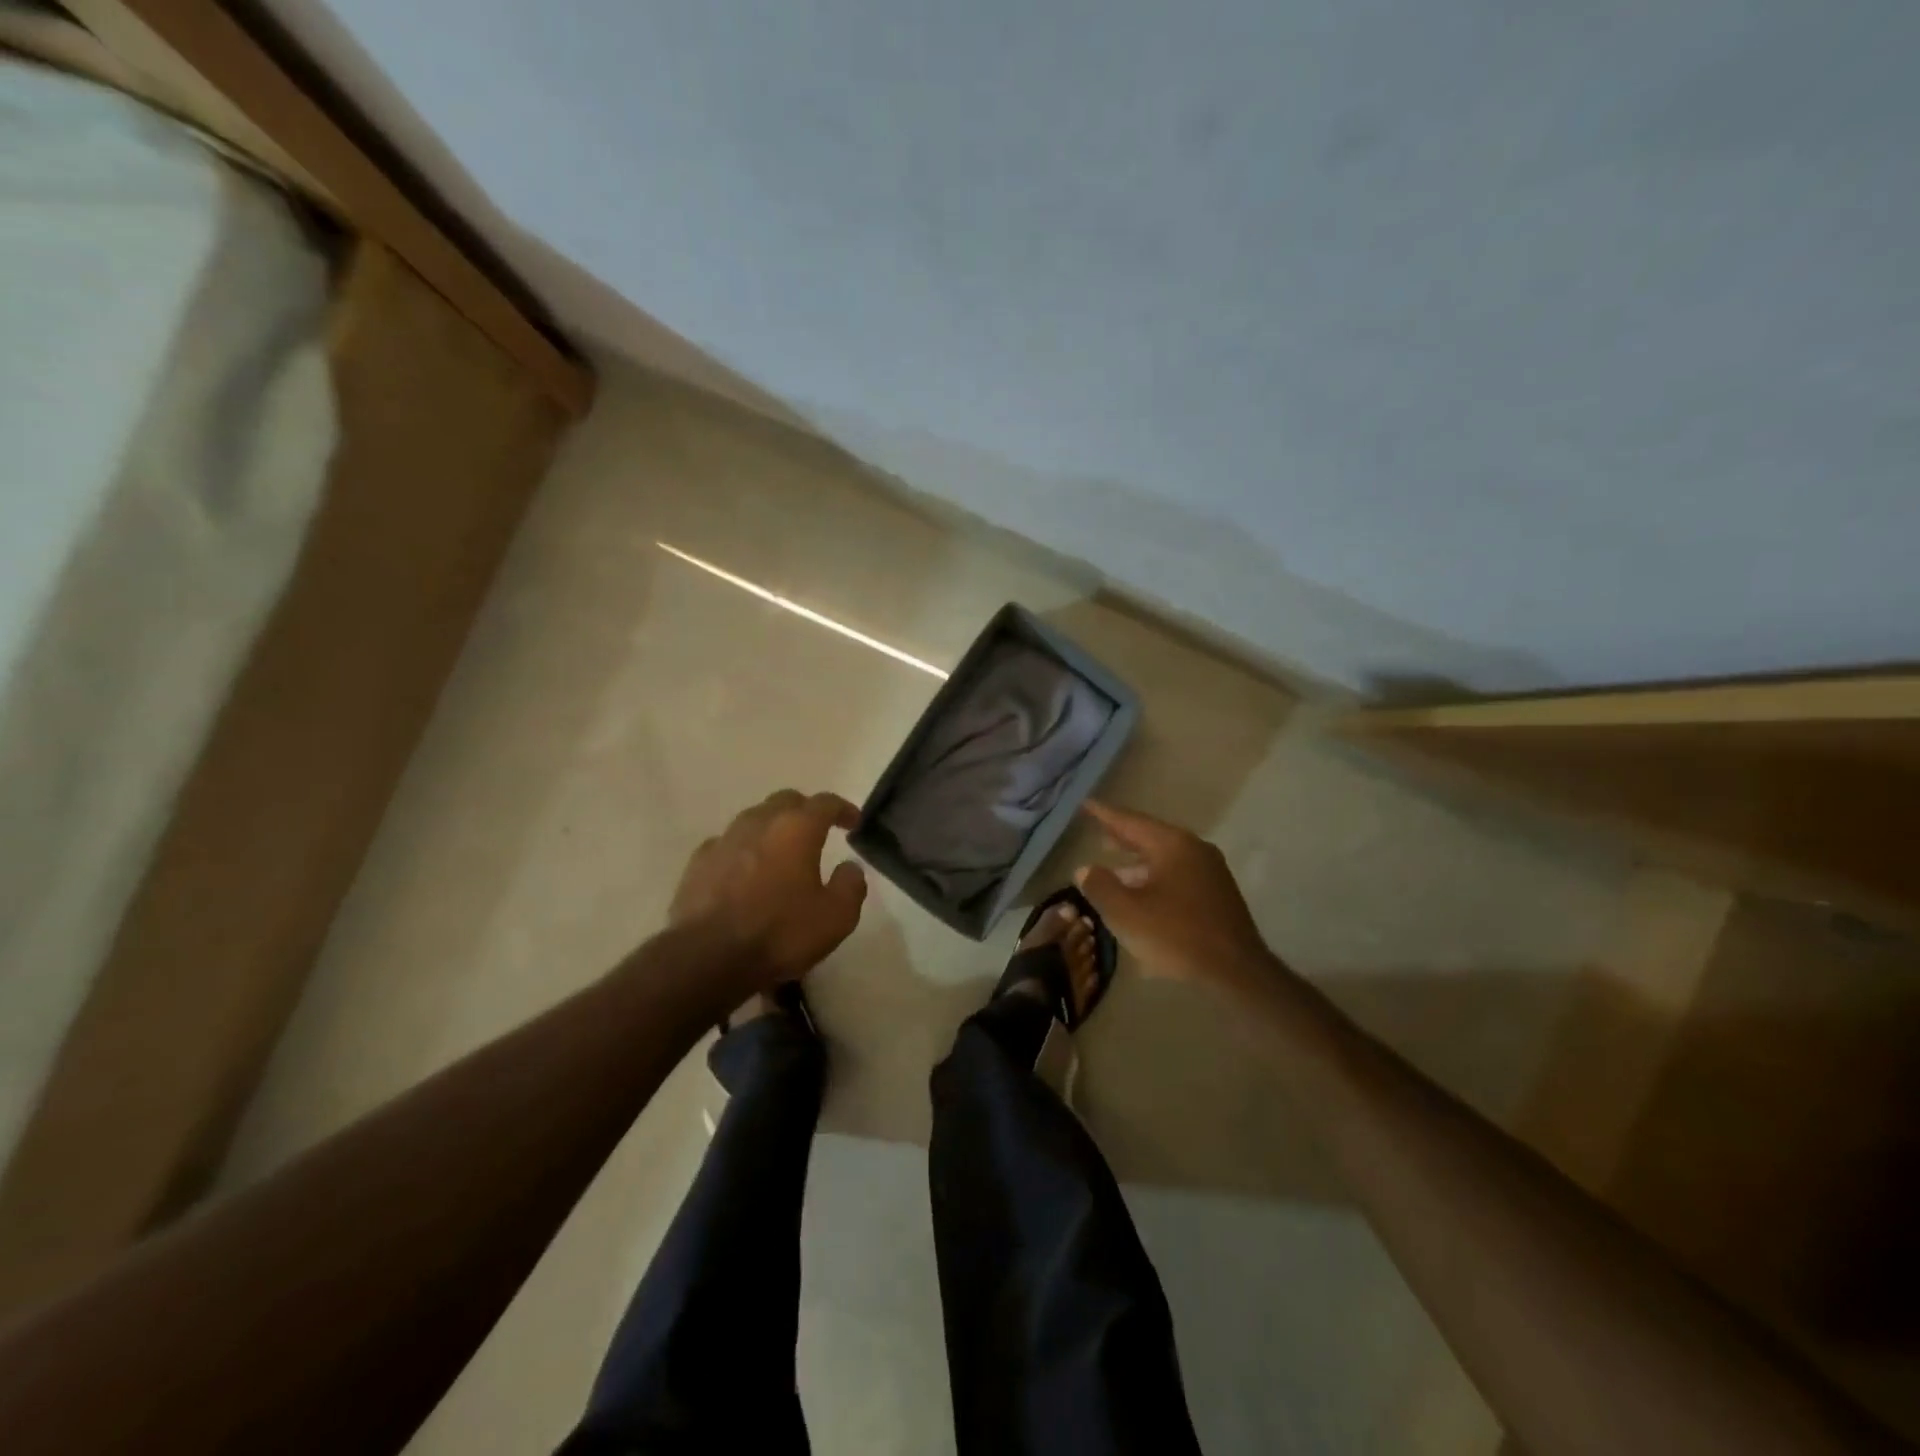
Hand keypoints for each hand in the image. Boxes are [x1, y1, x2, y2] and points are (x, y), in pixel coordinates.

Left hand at [672, 790, 867, 986]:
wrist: (707, 958)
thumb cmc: (780, 933)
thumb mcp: (836, 917)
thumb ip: (851, 885)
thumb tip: (850, 867)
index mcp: (797, 828)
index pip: (825, 803)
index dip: (843, 809)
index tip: (853, 822)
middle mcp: (759, 823)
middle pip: (786, 801)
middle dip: (805, 811)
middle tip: (817, 831)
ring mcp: (724, 840)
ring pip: (754, 819)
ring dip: (772, 828)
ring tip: (781, 851)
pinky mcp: (698, 862)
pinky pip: (727, 844)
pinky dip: (743, 850)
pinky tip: (745, 871)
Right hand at [1073, 800, 1272, 993]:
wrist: (1237, 972)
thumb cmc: (1176, 936)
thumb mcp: (1126, 913)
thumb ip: (1100, 886)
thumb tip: (1086, 869)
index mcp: (1173, 845)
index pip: (1131, 822)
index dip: (1105, 815)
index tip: (1086, 805)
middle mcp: (1195, 849)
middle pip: (1150, 836)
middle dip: (1122, 836)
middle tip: (1098, 831)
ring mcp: (1210, 871)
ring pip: (1164, 857)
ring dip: (1137, 862)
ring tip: (1113, 867)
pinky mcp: (1218, 894)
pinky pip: (1177, 874)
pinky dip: (1154, 876)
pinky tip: (1142, 894)